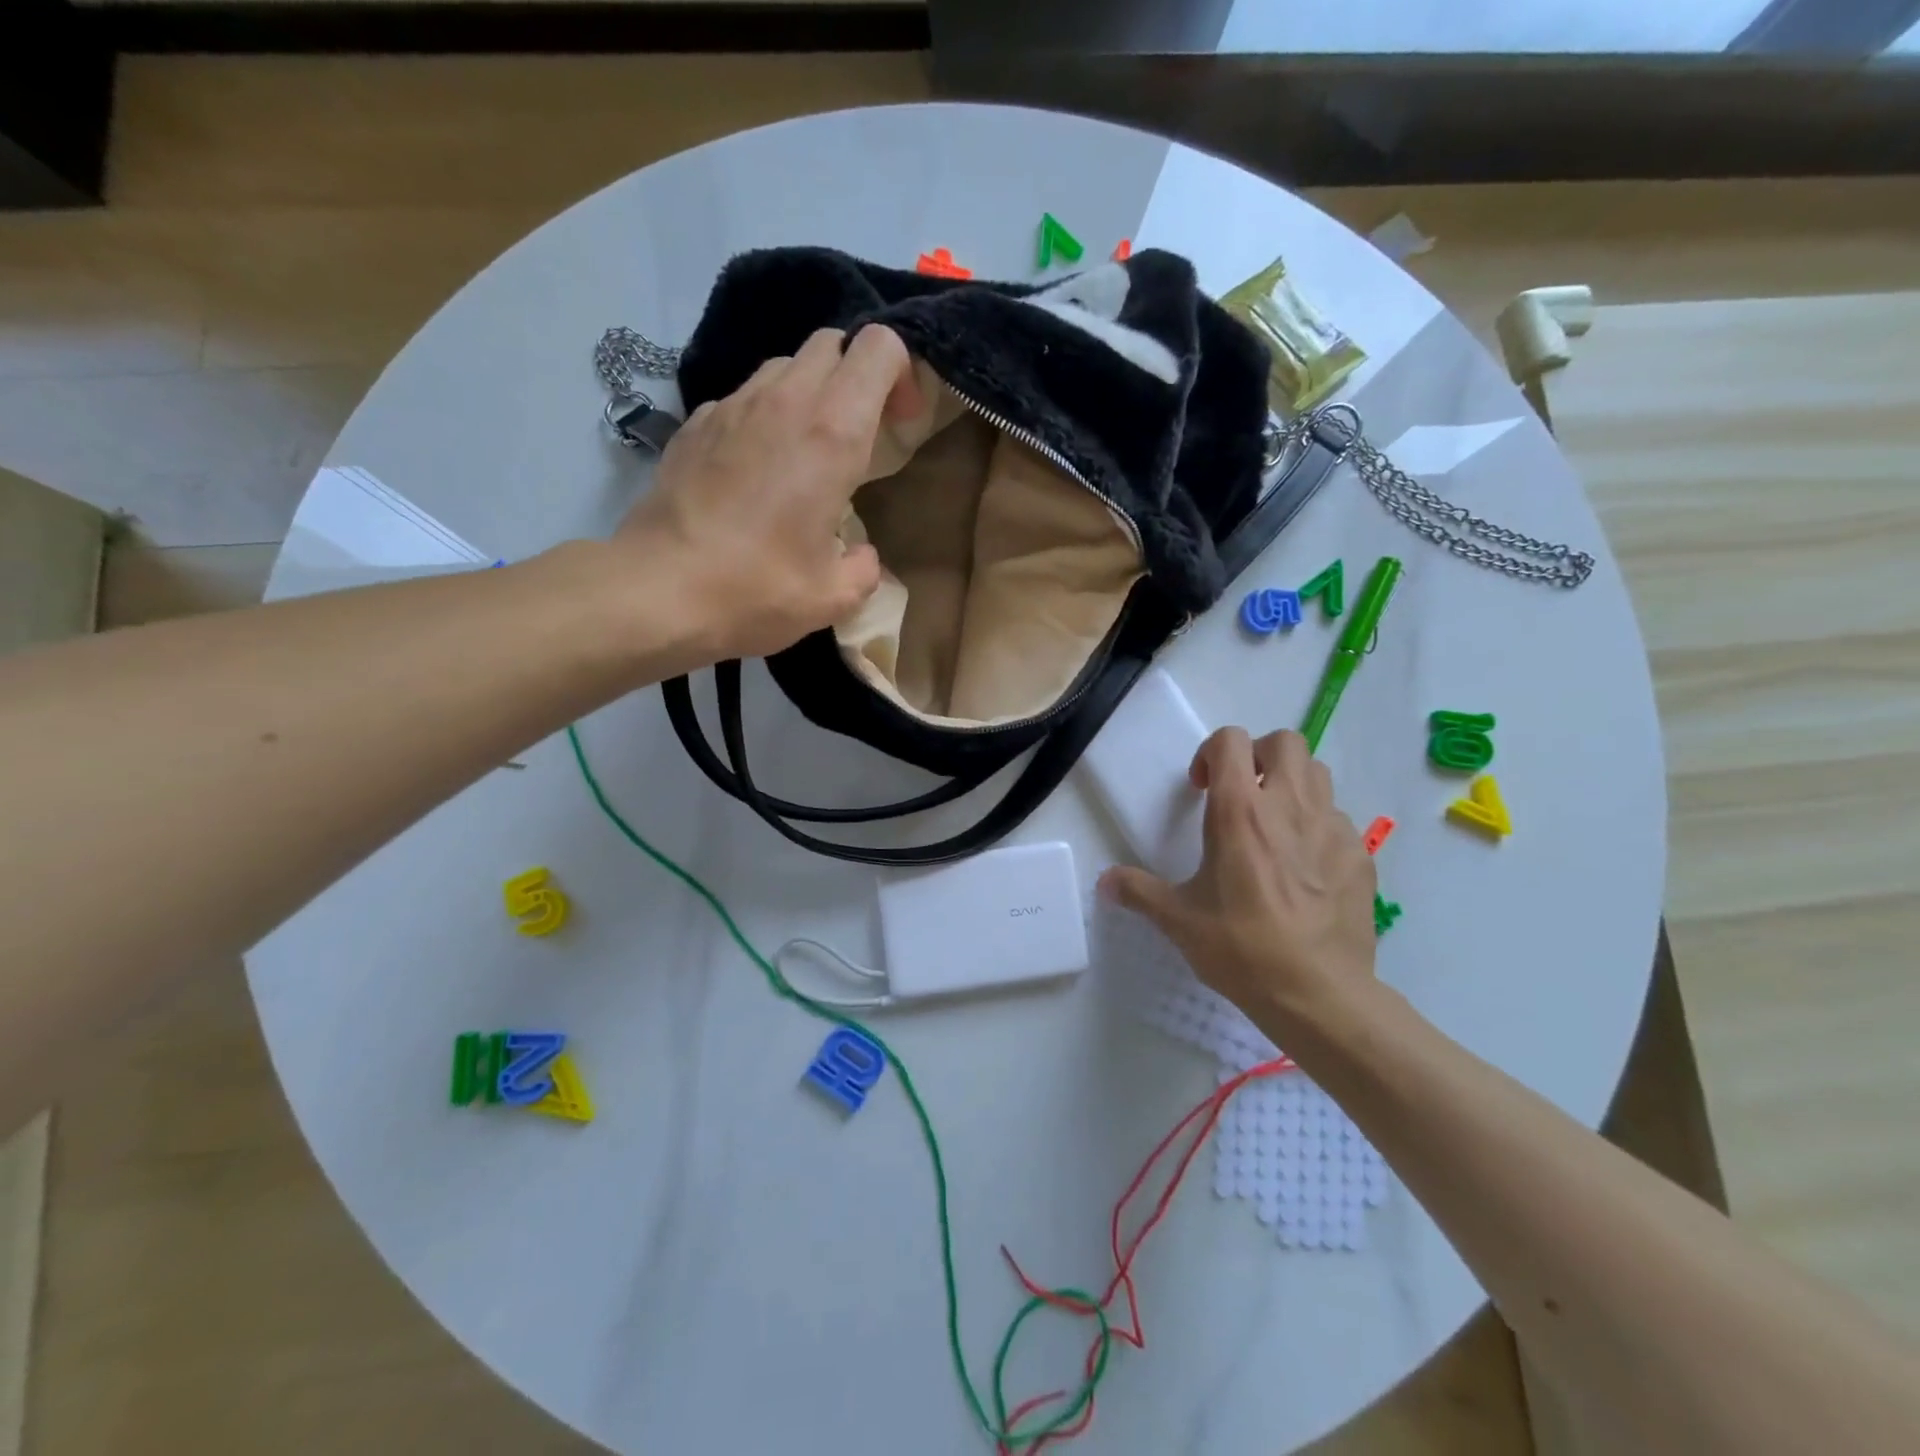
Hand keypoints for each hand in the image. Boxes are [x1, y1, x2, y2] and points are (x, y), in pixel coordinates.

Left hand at [618, 323, 921, 662]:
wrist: (659, 591)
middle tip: (859, 433)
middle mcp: (785, 402)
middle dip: (855, 376)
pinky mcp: (696, 423)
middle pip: (831, 345)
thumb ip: (864, 568)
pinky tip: (757, 468)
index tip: (899, 422)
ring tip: (807, 451)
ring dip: (809, 393)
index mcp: (832, 434)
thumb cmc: (758, 590)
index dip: (900, 373)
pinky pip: (743, 397)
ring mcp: (732, 406)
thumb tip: (862, 555)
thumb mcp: (833, 597)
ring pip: (785, 366)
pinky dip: (764, 416)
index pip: (878, 348)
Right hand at [1099, 728, 1377, 1026]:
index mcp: (1240, 812)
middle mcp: (1289, 806)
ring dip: (1291, 784)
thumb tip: (1104, 882)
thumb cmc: (1242, 949)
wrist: (1319, 994)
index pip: (1230, 741)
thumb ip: (1138, 891)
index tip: (1201, 789)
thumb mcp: (1178, 920)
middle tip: (1242, 792)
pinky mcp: (1360, 856)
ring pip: (1317, 774)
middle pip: (1285, 741)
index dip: (1210, 752)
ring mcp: (1333, 828)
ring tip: (1273, 824)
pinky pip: (1339, 820)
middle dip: (1258, 756)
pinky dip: (1318, 826)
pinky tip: (1304, 867)